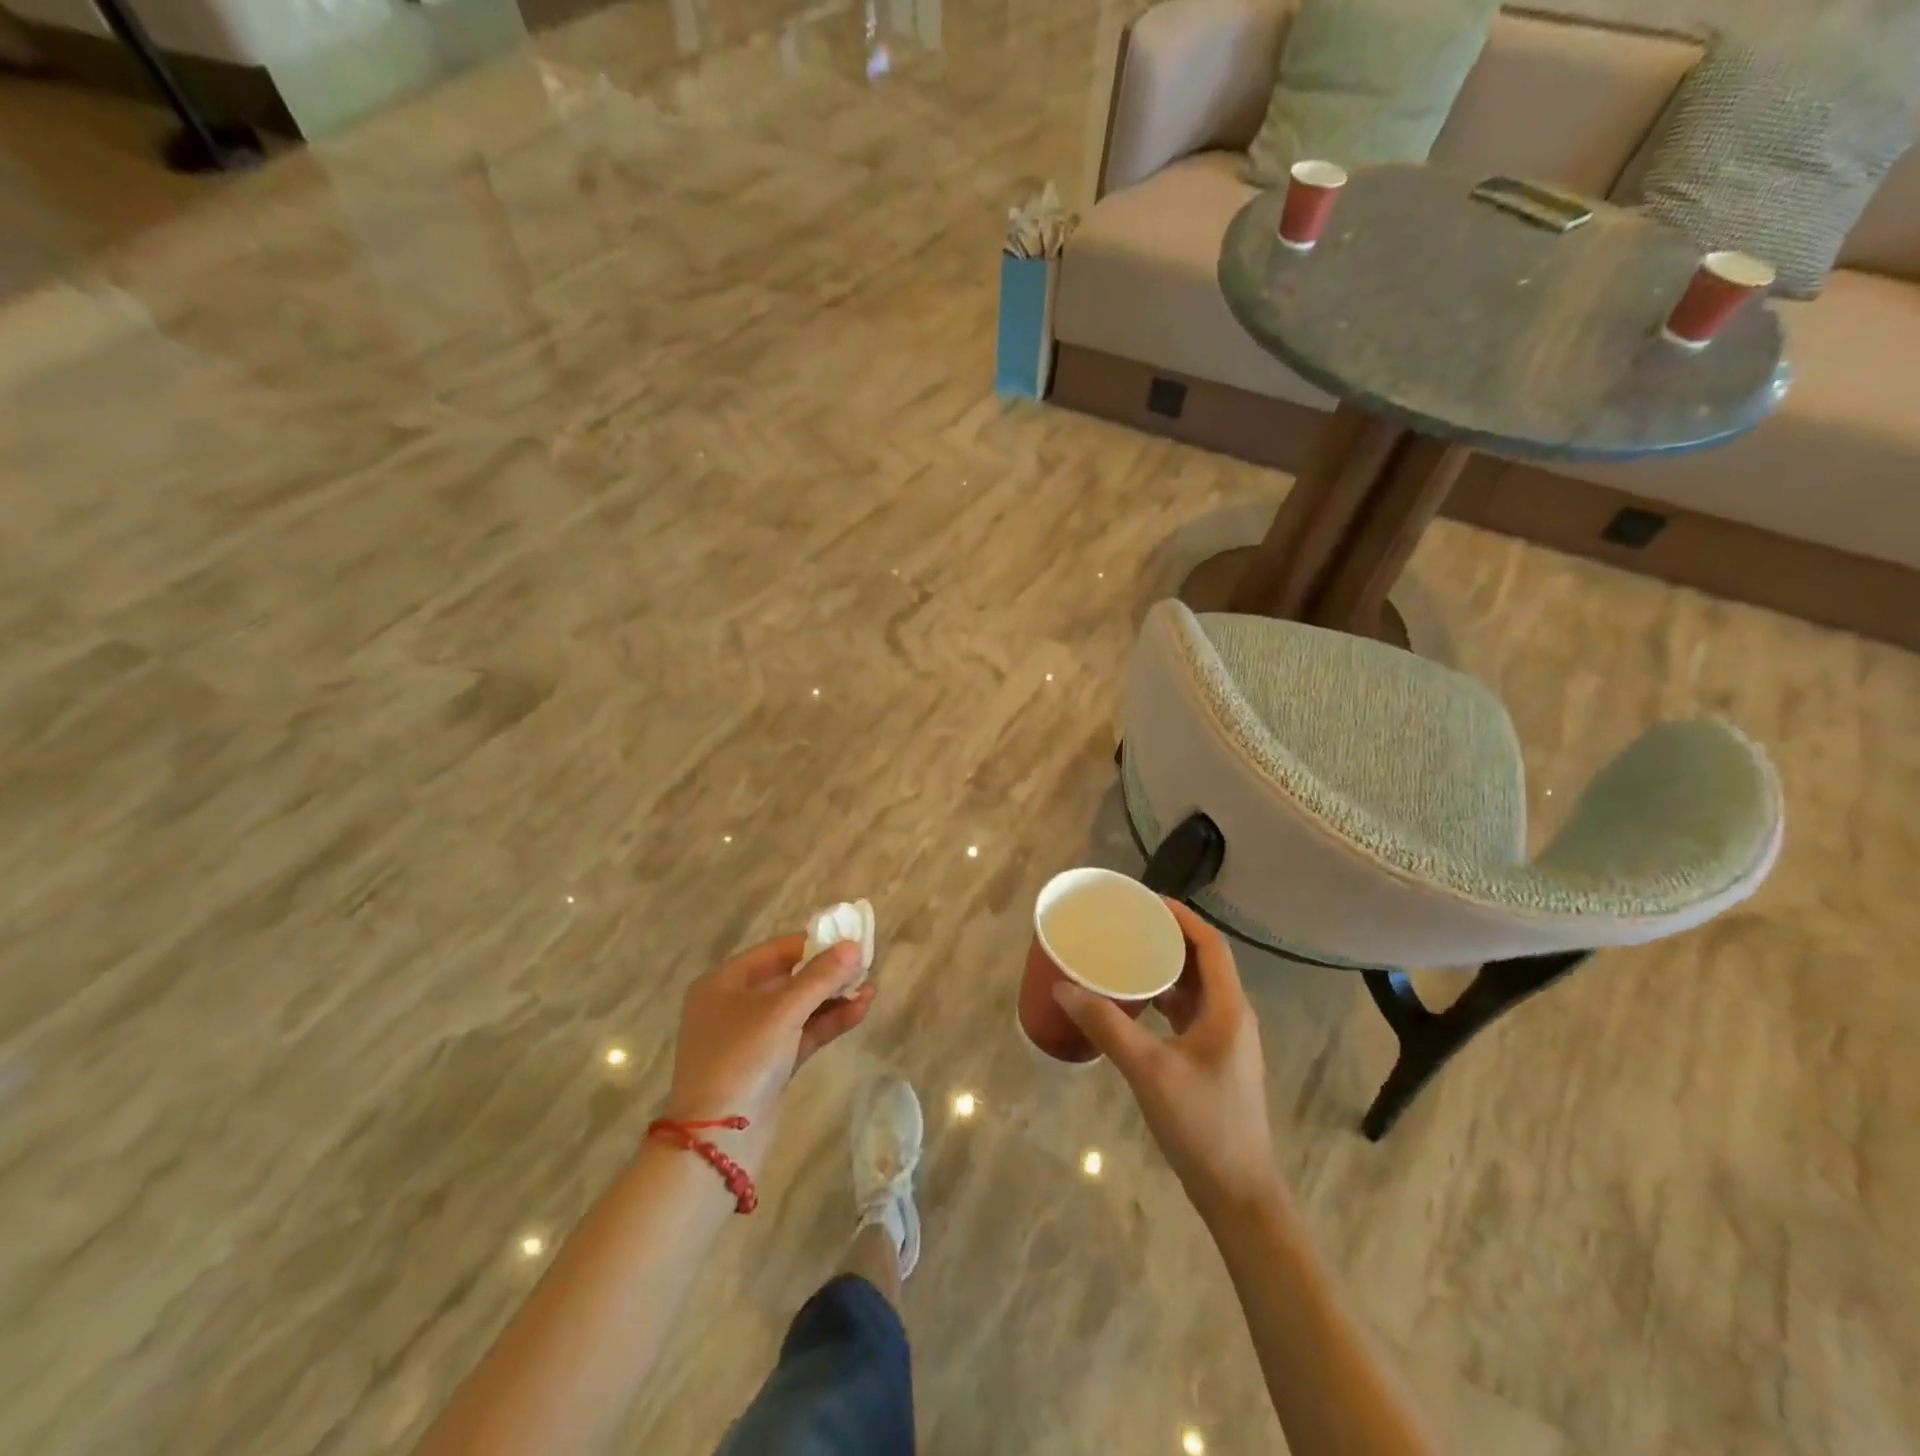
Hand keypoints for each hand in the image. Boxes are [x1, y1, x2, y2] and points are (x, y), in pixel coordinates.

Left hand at [663, 934, 875, 1175]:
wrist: (718, 1141)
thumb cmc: (741, 1059)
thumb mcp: (782, 1011)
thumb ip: (820, 977)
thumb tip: (853, 946)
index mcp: (724, 983)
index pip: (775, 952)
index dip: (813, 944)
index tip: (849, 940)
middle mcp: (735, 1006)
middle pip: (788, 979)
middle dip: (827, 973)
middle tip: (865, 965)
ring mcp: (752, 1039)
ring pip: (799, 1008)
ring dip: (833, 998)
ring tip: (871, 988)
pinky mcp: (769, 1066)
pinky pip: (802, 1034)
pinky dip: (828, 1023)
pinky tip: (860, 1012)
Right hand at [1054, 899, 1281, 1221]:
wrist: (1239, 1193)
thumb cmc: (1202, 1125)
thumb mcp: (1148, 1070)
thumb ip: (1106, 1025)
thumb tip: (1063, 988)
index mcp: (1227, 1008)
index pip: (1210, 944)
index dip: (1180, 916)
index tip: (1144, 901)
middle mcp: (1232, 1016)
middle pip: (1203, 961)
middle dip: (1168, 938)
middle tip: (1127, 924)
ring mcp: (1225, 1040)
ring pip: (1196, 988)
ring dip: (1166, 968)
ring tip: (1126, 955)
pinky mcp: (1214, 1061)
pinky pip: (1190, 1013)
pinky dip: (1165, 998)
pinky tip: (1136, 1004)